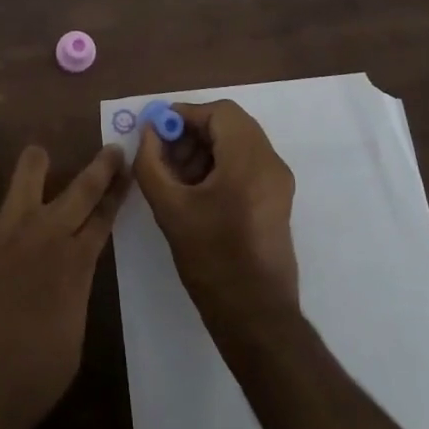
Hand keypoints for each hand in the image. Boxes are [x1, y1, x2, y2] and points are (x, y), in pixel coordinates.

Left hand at [0, 145, 129, 428]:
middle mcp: (47, 233)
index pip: (106, 215)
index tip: (129, 169)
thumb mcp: (72, 343)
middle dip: (103, 163)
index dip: (119, 190)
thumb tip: (73, 270)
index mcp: (76, 265)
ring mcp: (6, 224)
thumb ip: (76, 293)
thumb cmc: (24, 385)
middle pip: (84, 184)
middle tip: (111, 149)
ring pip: (32, 163)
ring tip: (36, 169)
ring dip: (38, 163)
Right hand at [132, 100, 298, 325]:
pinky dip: (221, 164)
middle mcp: (270, 162)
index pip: (219, 112)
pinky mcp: (278, 199)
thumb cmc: (211, 259)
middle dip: (194, 132)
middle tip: (164, 153)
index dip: (185, 114)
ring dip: (206, 148)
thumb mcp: (170, 209)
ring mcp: (279, 181)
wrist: (256, 317)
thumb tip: (149, 133)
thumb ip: (151, 163)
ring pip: (239, 142)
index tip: (157, 131)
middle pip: (231, 124)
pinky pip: (248, 163)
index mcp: (249, 160)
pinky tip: (197, 191)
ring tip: (176, 175)